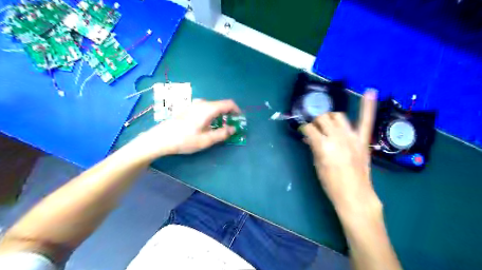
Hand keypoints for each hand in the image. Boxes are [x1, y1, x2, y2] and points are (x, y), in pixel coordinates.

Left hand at [130, 99, 240, 161]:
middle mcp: (202, 103)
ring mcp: (194, 104)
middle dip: (228, 114)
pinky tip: (206, 126)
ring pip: (213, 107)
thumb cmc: (185, 140)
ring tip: (219, 128)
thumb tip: (233, 128)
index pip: (229, 104)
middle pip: (221, 105)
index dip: (237, 110)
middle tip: (230, 127)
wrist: (161, 138)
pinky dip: (211, 115)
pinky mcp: (188, 108)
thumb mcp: (206, 140)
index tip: (239, 119)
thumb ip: (222, 133)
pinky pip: (205, 108)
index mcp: (209, 108)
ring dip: (220, 115)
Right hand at [300, 89, 379, 217]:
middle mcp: (337, 137)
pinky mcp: (363, 140)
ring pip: (338, 116)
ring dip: (330, 117)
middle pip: (323, 118)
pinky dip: (367, 106)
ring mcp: (352, 137)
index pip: (309, 128)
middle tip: (315, 129)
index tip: (303, 130)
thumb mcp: (317, 164)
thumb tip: (309, 137)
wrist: (355, 195)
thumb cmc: (331, 183)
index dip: (304, 128)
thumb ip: (314, 146)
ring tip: (328, 124)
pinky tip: (370, 92)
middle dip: (316, 122)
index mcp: (323, 146)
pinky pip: (366, 120)